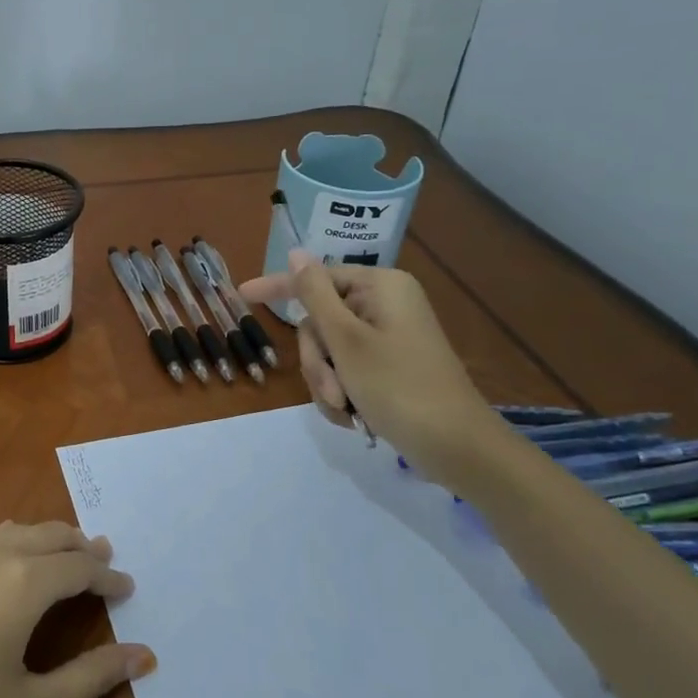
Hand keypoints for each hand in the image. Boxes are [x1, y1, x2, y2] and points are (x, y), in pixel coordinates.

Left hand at [0, 522, 153, 697]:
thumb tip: (145, 656)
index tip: (127, 588)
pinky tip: (8, 560)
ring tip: (65, 558)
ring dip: (46, 540)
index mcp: (22, 582)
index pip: (78, 567)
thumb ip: (93, 676)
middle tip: (103, 563)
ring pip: (14, 531)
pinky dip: (9, 542)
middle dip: (81, 549)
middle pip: (49, 536)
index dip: (107, 577)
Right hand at [241, 250, 510, 487]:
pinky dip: (343, 393)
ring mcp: (388, 337)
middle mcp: (384, 305)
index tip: (242, 294)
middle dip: (317, 361)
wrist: (455, 445)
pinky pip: (347, 370)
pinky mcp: (390, 366)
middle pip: (321, 322)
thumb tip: (298, 252)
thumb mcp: (347, 340)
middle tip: (331, 389)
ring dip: (327, 382)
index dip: (278, 288)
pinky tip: (353, 416)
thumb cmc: (398, 386)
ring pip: (330, 351)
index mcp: (380, 287)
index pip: (316, 279)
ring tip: (345, 409)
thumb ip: (315, 294)